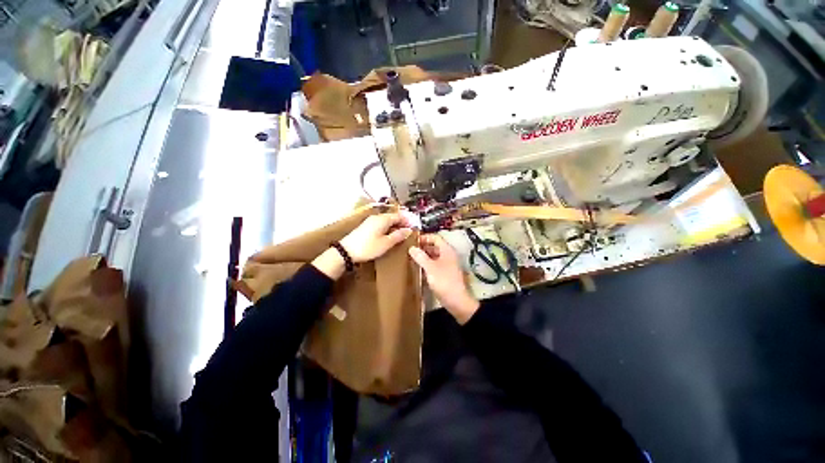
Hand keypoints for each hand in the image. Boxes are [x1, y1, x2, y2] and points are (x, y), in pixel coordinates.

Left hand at [340, 213, 412, 262]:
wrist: (346, 251)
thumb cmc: (368, 247)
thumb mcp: (386, 243)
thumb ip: (398, 235)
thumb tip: (408, 230)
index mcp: (383, 219)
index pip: (399, 216)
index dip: (407, 221)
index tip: (413, 227)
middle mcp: (377, 217)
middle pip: (393, 217)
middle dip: (401, 223)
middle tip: (408, 232)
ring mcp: (370, 221)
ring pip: (386, 221)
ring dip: (394, 226)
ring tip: (400, 235)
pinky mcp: (366, 227)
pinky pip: (381, 224)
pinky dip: (387, 228)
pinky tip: (389, 236)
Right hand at [409, 234, 479, 324]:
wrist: (457, 301)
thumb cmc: (444, 281)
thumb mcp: (430, 268)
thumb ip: (420, 257)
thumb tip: (412, 248)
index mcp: (447, 250)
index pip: (435, 237)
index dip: (424, 237)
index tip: (412, 240)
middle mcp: (448, 255)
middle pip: (435, 246)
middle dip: (423, 247)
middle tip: (410, 250)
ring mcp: (448, 265)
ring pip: (434, 256)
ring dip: (424, 256)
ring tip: (412, 258)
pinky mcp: (446, 274)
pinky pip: (435, 265)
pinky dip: (427, 265)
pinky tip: (418, 269)